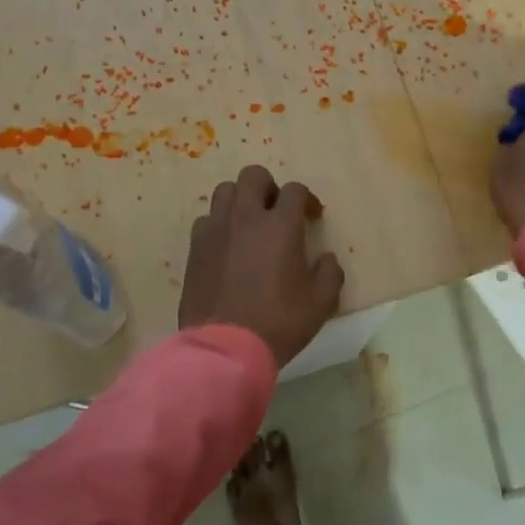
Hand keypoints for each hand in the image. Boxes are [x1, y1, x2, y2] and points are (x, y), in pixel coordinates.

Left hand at [179, 164, 345, 368]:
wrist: (225, 349)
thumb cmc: (278, 323)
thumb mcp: (320, 304)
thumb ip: (329, 274)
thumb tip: (326, 259)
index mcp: (280, 226)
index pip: (295, 190)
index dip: (306, 199)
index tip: (311, 217)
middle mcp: (246, 218)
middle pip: (253, 175)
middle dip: (268, 187)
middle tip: (276, 211)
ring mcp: (215, 231)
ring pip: (224, 192)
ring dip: (240, 201)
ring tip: (248, 225)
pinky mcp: (195, 249)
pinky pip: (206, 220)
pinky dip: (219, 225)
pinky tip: (226, 247)